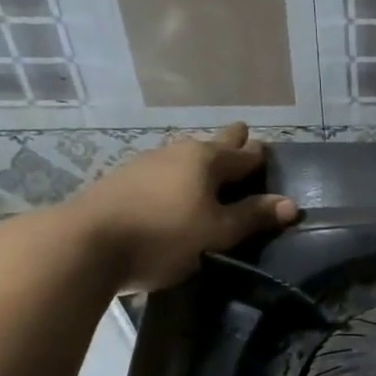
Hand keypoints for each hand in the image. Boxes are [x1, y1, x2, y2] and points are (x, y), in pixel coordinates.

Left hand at [59, 123, 299, 291]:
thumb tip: (291, 204)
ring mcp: (145, 164)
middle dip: (230, 140)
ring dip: (200, 159)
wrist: (84, 243)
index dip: (259, 155)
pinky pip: (162, 171)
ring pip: (184, 156)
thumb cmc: (164, 235)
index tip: (268, 150)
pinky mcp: (121, 181)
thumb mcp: (218, 232)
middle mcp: (178, 153)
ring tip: (209, 164)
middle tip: (242, 131)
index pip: (244, 154)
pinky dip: (176, 175)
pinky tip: (172, 186)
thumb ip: (253, 217)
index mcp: (207, 160)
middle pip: (212, 145)